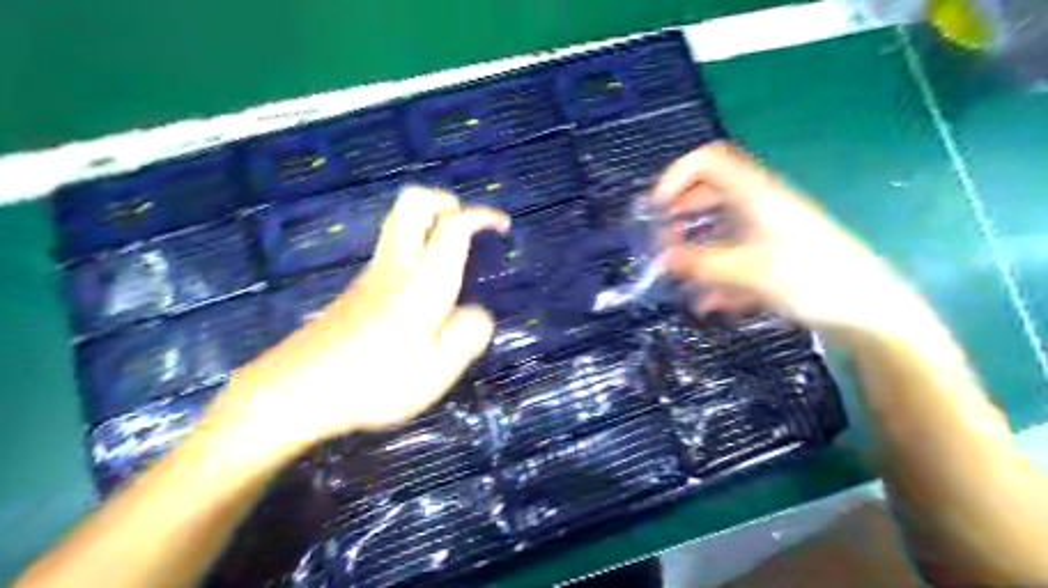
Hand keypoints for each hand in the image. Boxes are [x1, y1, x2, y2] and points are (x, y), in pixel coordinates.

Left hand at [220, 185, 511, 452]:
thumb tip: (476, 312)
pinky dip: (416, 245)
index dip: (481, 216)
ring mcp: (372, 274)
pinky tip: (425, 289)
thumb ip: (467, 335)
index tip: (502, 225)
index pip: (453, 227)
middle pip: (413, 202)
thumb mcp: (437, 370)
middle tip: (466, 225)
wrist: (296, 390)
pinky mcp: (358, 289)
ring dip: (430, 222)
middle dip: (444, 202)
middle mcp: (396, 265)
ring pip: (400, 222)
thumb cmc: (374, 382)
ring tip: (454, 256)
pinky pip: (393, 247)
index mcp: (422, 282)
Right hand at [652, 140, 919, 334]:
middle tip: (662, 241)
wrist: (867, 309)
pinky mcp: (774, 254)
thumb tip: (660, 259)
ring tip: (681, 275)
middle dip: (680, 214)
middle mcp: (759, 204)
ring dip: (695, 247)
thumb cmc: (810, 279)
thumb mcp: (747, 271)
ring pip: (719, 226)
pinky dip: (717, 271)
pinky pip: (735, 253)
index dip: (675, 177)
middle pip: (709, 192)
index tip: (656, 210)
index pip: (707, 161)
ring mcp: (768, 229)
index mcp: (754, 194)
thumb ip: (699, 264)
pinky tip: (708, 301)